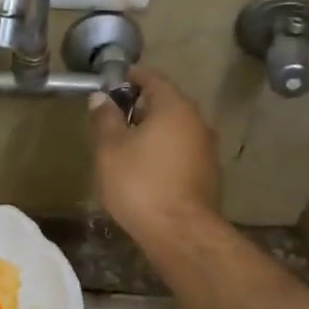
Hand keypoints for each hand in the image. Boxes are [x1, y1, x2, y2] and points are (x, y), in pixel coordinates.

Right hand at [89, 66, 220, 236]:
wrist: (180, 232)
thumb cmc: (140, 183)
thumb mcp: (110, 149)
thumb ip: (105, 118)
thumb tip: (101, 97)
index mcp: (174, 107)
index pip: (153, 78)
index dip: (131, 76)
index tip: (112, 81)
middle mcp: (197, 121)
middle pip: (167, 103)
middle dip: (140, 106)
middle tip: (114, 116)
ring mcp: (206, 148)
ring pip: (175, 128)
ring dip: (153, 130)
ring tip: (126, 144)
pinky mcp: (208, 173)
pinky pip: (181, 150)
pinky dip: (164, 151)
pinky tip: (146, 168)